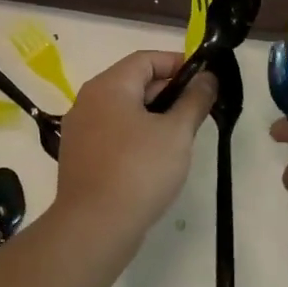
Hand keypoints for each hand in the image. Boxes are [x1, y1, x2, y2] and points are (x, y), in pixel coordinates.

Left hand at [55, 51, 216, 246]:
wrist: (95, 227)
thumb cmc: (139, 170)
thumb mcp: (177, 132)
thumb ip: (195, 100)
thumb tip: (207, 78)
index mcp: (109, 86)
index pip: (146, 59)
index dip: (178, 63)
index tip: (205, 78)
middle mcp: (88, 101)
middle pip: (134, 82)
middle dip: (169, 91)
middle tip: (199, 108)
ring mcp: (80, 130)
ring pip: (124, 110)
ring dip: (155, 115)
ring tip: (183, 134)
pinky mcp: (80, 157)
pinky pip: (114, 133)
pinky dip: (137, 135)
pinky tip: (157, 157)